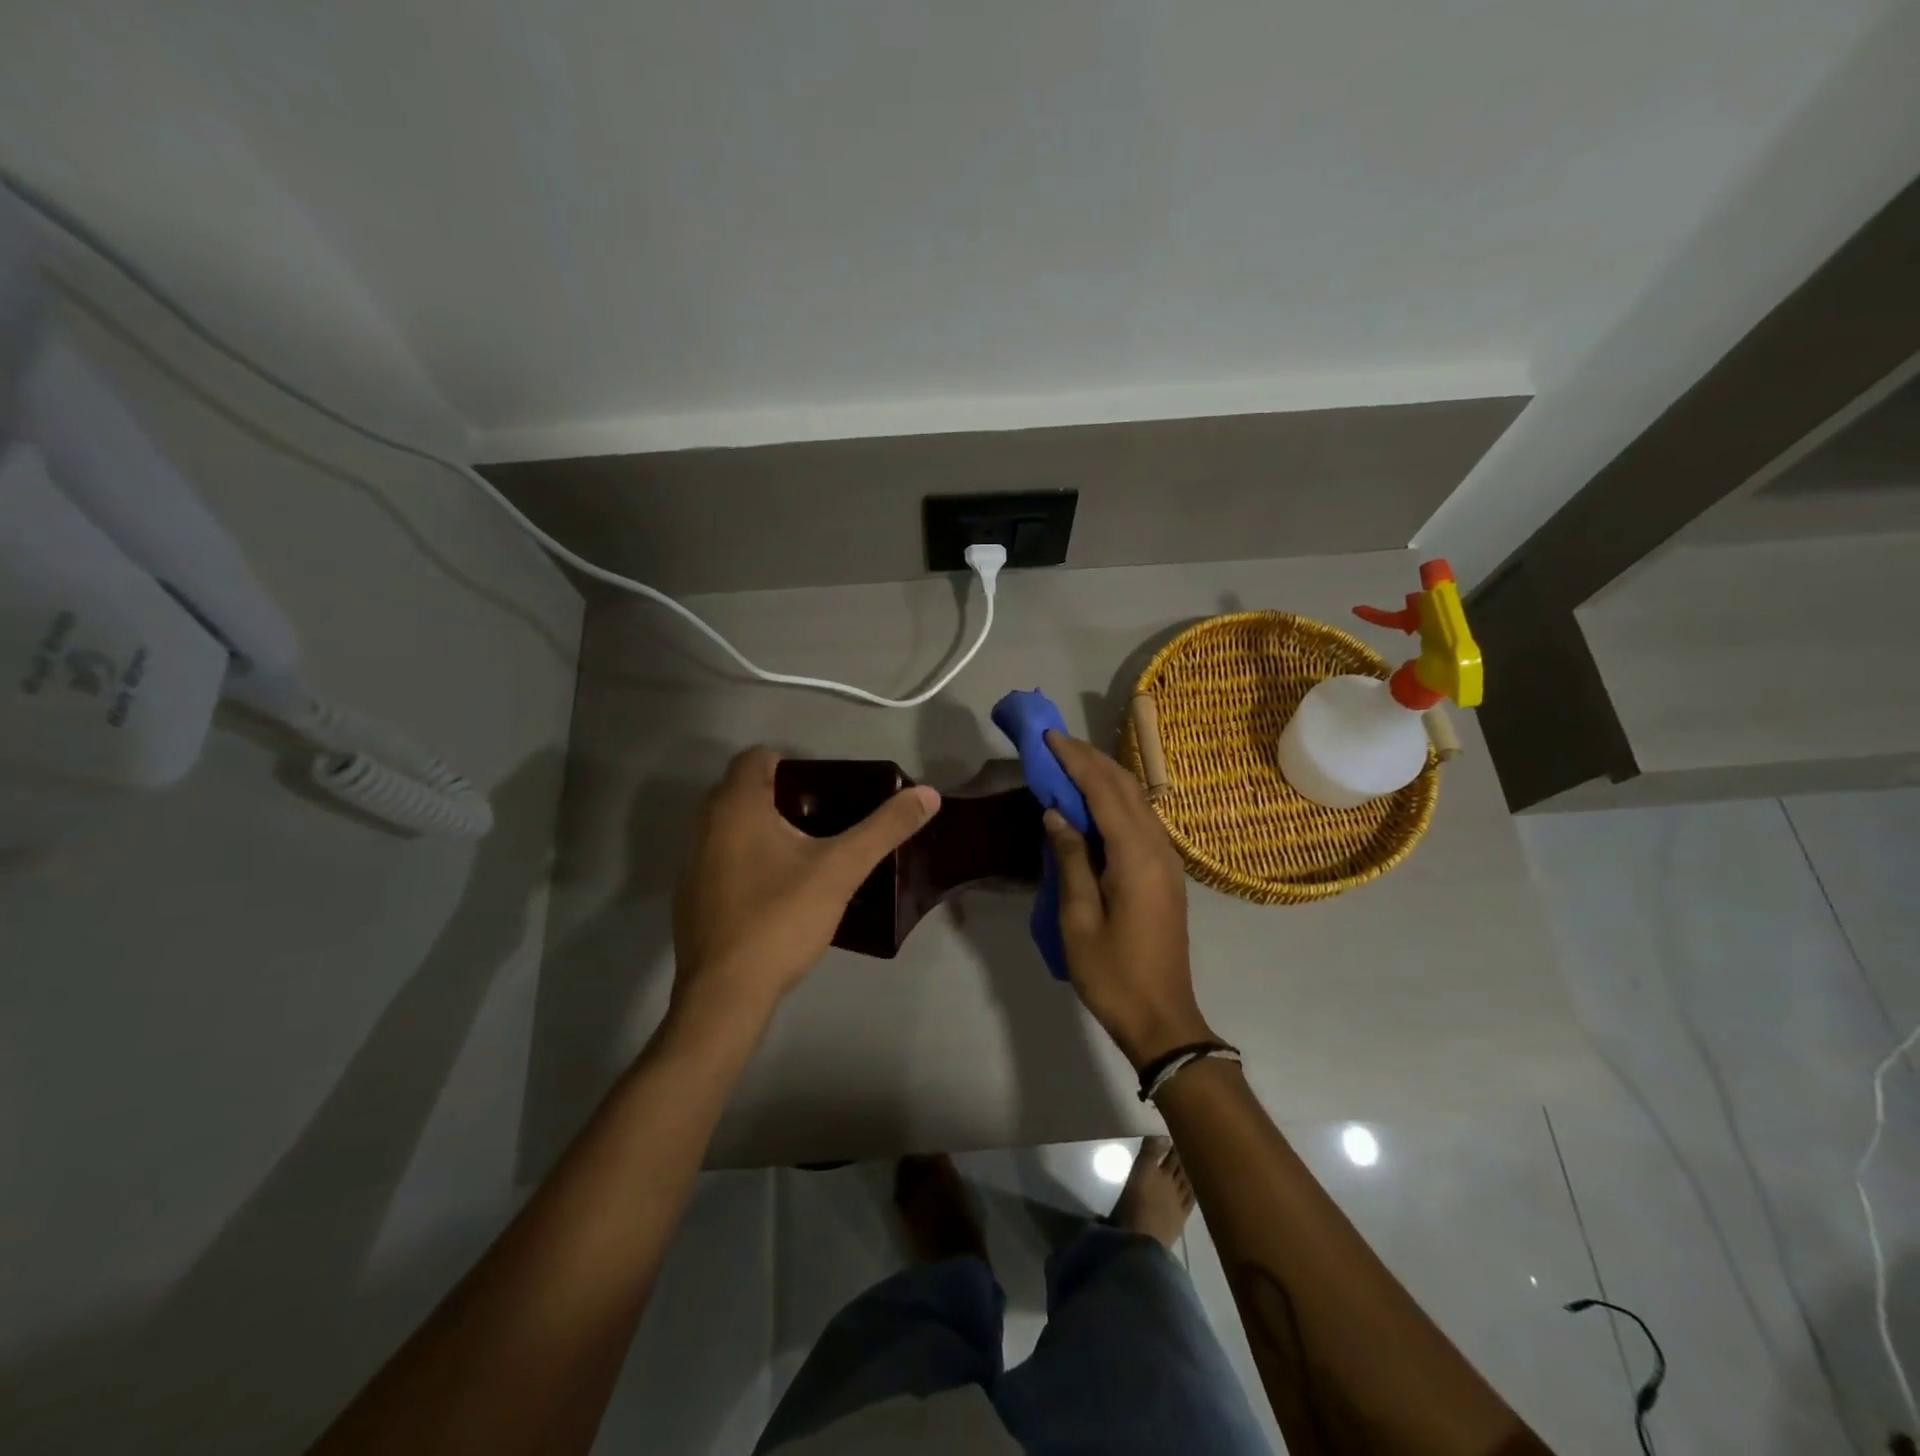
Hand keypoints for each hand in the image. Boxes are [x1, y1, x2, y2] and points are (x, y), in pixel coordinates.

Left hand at [672, 747, 940, 1025]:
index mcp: (736, 806)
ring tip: (808, 852)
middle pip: (743, 789)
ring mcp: (692, 863)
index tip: (826, 789)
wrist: (725, 994)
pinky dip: (747, 859)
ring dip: (764, 828)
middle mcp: (704, 825)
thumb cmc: (781, 918)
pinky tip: (777, 891)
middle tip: (825, 819)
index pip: (757, 757)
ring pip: (731, 826)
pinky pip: (722, 858)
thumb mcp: (841, 870)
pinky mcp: (691, 897)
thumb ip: (885, 828)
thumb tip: (928, 794)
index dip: (792, 764)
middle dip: (782, 796)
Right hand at [1042, 730, 1216, 1068]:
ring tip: (1069, 763)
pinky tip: (1093, 802)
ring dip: (1104, 776)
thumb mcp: (1079, 919)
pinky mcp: (1166, 873)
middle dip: (1091, 759)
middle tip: (1054, 743)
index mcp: (1136, 856)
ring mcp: (1167, 860)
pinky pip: (1140, 820)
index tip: (1048, 737)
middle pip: (1126, 787)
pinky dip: (1115, 799)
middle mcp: (1158, 847)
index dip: (1075, 760)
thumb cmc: (1113, 973)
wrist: (1163, 1018)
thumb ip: (1071, 860)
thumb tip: (1056, 814)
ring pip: (1137, 800)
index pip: (1104, 790)